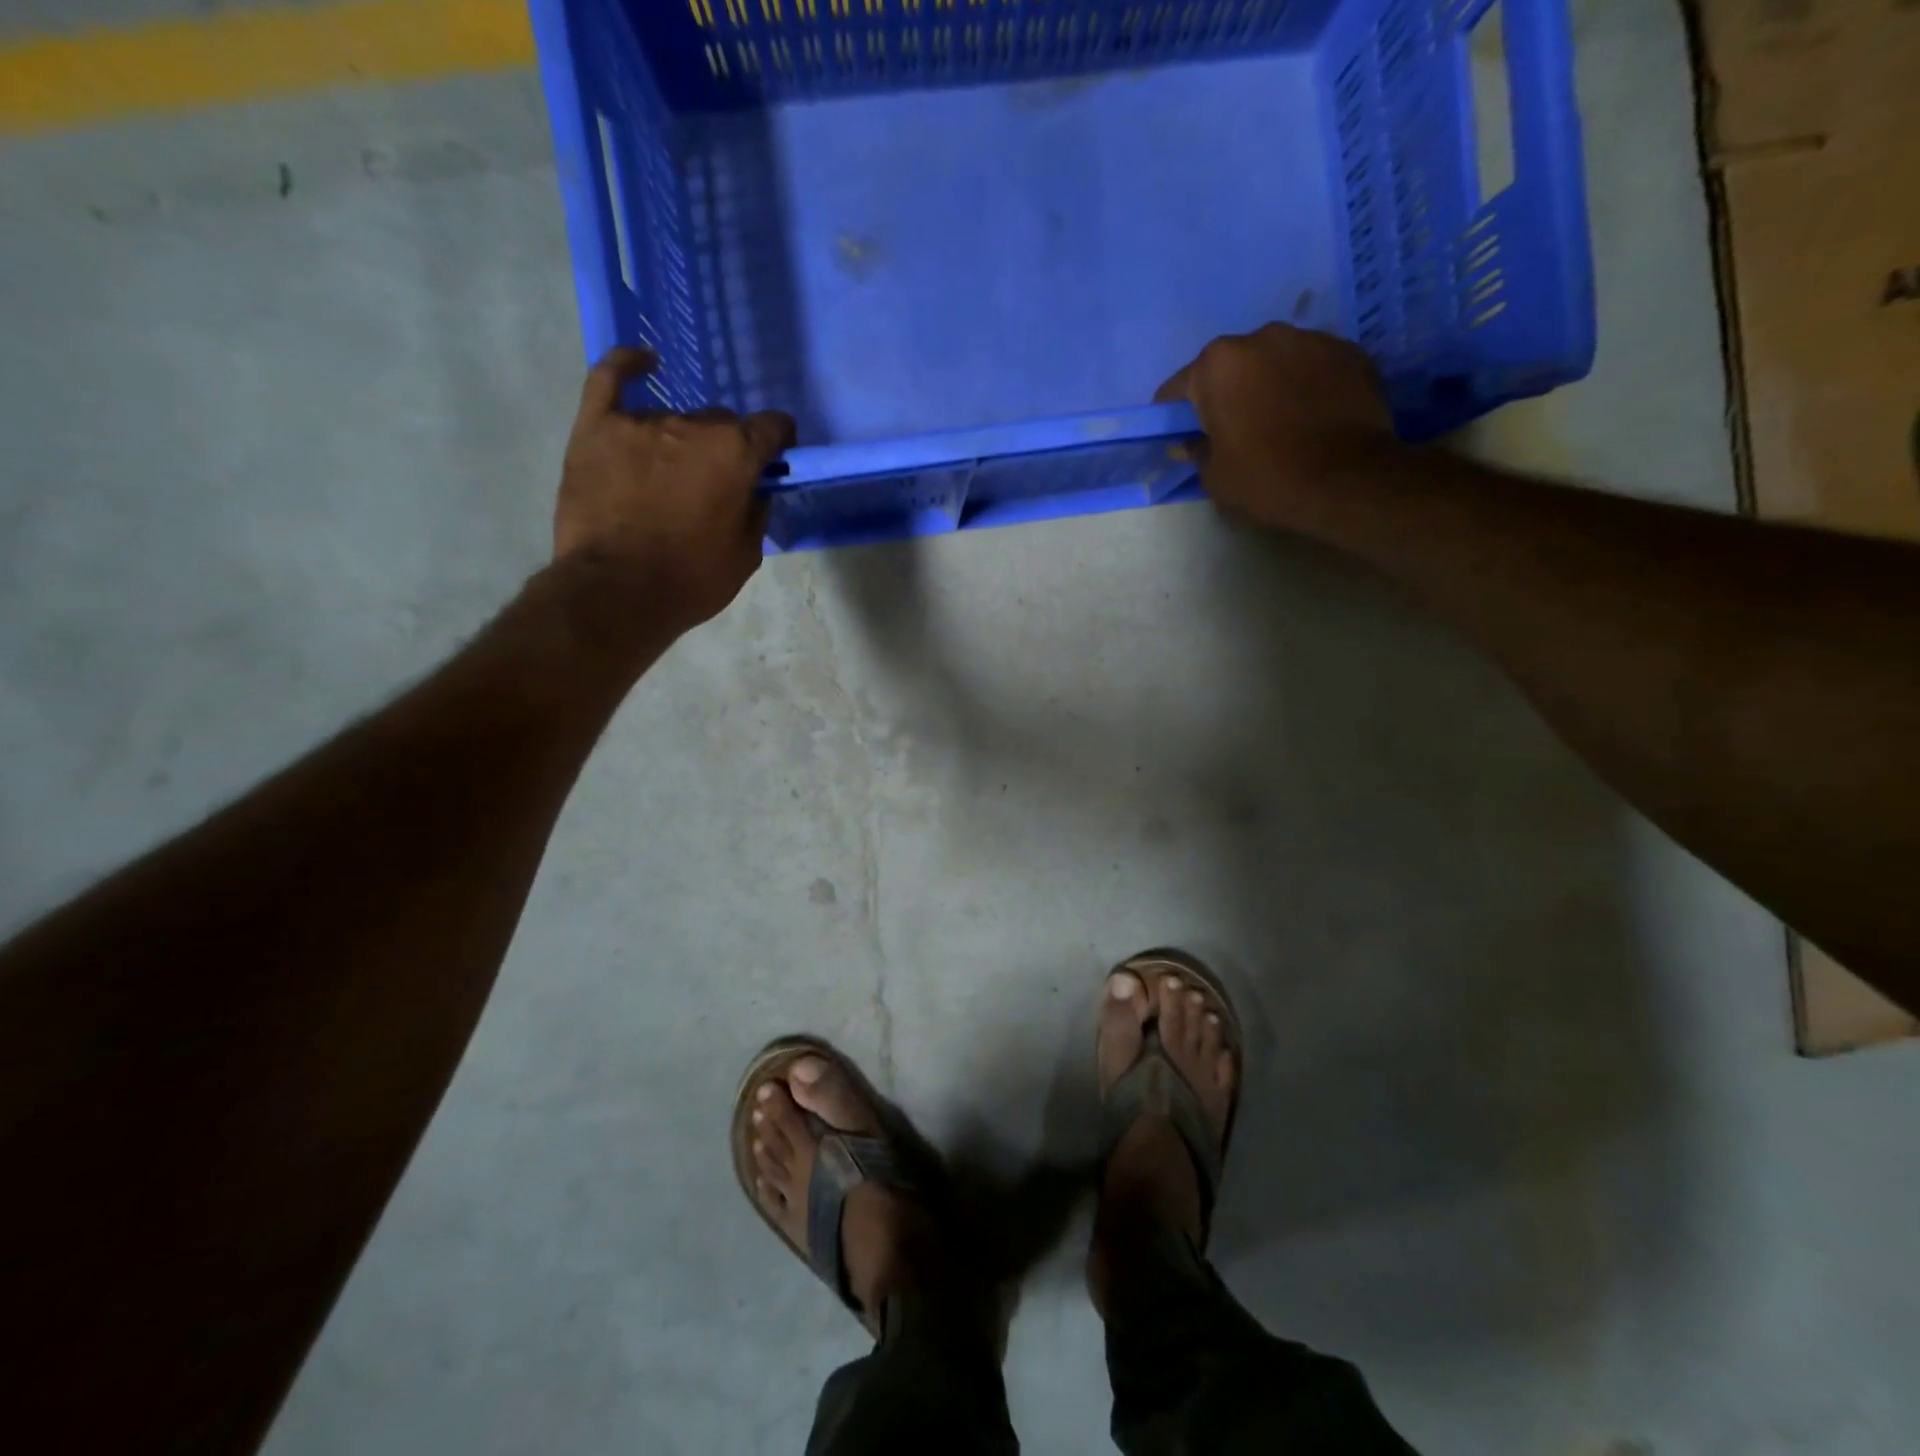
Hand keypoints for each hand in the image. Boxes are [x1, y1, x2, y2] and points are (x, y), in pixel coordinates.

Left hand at [554, 348, 794, 629]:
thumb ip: (756, 512)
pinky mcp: (596, 427)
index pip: (771, 427)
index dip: (778, 441)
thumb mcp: (746, 555)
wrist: (615, 592)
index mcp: (736, 453)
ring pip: (675, 417)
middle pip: (721, 422)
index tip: (775, 457)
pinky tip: (643, 363)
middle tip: (716, 482)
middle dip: (727, 447)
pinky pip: (610, 379)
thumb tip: (756, 489)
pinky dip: (628, 365)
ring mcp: (640, 422)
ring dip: (682, 440)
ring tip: (671, 475)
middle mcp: (693, 425)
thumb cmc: (691, 579)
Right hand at [1156, 323, 1396, 530]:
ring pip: (1275, 362)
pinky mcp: (1349, 351)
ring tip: (1280, 422)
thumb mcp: (1214, 476)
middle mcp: (1262, 338)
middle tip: (1235, 429)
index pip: (1180, 387)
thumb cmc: (1266, 478)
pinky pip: (1313, 367)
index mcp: (1218, 365)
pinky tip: (1313, 417)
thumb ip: (1196, 451)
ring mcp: (1310, 339)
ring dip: (1269, 384)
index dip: (1177, 414)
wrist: (1347, 480)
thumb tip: (1188, 442)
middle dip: (1228, 392)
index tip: (1182, 434)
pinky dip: (1307, 386)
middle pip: (1231, 366)